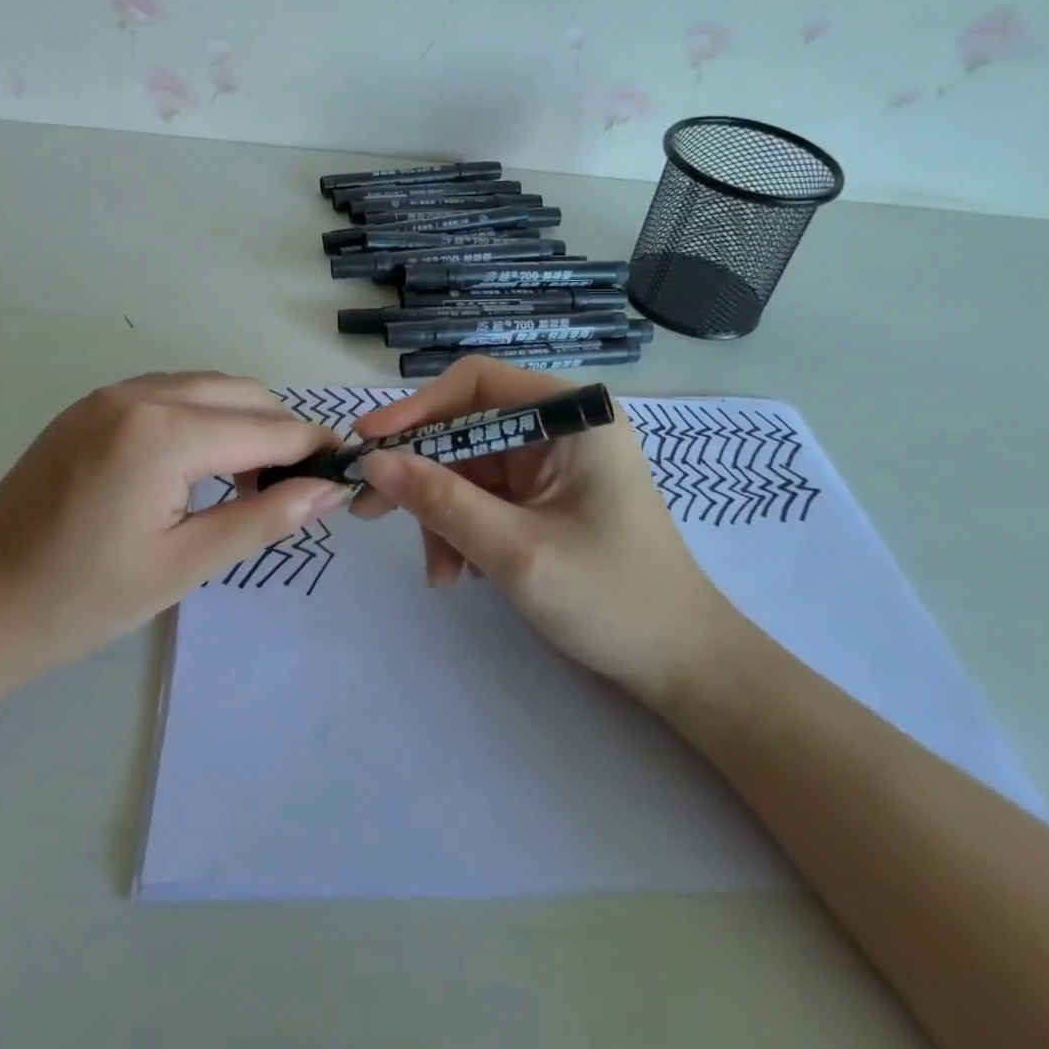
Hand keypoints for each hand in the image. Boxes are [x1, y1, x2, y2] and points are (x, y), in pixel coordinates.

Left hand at [0, 373, 348, 693]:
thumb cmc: (81, 600)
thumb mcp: (184, 565)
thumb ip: (263, 519)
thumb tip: (329, 491)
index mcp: (162, 432)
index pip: (265, 428)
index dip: (312, 449)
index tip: (344, 471)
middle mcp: (138, 394)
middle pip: (241, 393)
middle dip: (280, 431)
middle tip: (296, 485)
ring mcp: (108, 395)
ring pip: (207, 387)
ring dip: (242, 421)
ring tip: (251, 479)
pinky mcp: (89, 407)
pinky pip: (169, 393)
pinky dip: (203, 417)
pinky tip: (200, 464)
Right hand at [350, 358, 737, 707]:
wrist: (680, 665)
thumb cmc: (612, 600)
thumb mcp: (516, 552)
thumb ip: (442, 502)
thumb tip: (373, 462)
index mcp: (571, 416)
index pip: (476, 383)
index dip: (417, 408)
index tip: (369, 444)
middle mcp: (560, 427)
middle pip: (466, 428)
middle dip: (421, 473)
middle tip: (368, 509)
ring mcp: (551, 463)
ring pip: (467, 468)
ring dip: (441, 515)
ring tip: (438, 572)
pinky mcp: (543, 496)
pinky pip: (483, 497)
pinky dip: (462, 530)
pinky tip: (459, 573)